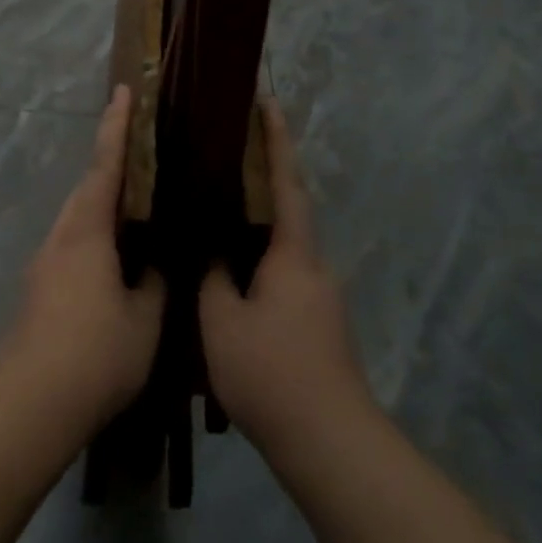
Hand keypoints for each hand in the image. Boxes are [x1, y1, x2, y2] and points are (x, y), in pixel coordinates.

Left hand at [0, 85, 165, 435]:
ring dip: (103, 203)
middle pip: (87, 188)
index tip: (124, 91)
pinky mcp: (39, 292)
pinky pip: (74, 246)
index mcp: (87, 231)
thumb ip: (153, 284)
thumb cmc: (95, 352)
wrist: (29, 404)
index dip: (117, 126)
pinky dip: (96, 236)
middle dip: (111, 164)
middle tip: (142, 151)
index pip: (106, 165)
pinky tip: (116, 261)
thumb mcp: (144, 318)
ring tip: (136, 206)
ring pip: (78, 219)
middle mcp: (61, 238)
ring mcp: (45, 266)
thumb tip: (152, 267)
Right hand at [200, 100, 372, 459]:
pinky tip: (233, 276)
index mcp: (293, 254)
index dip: (276, 141)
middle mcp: (314, 265)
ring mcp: (320, 295)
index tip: (267, 103)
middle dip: (265, 179)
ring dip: (259, 225)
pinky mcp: (318, 322)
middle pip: (288, 210)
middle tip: (227, 156)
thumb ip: (214, 279)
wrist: (329, 439)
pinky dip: (260, 260)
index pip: (286, 182)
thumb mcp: (222, 322)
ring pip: (284, 246)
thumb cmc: (271, 372)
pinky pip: (285, 274)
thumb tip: (213, 253)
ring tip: (219, 215)